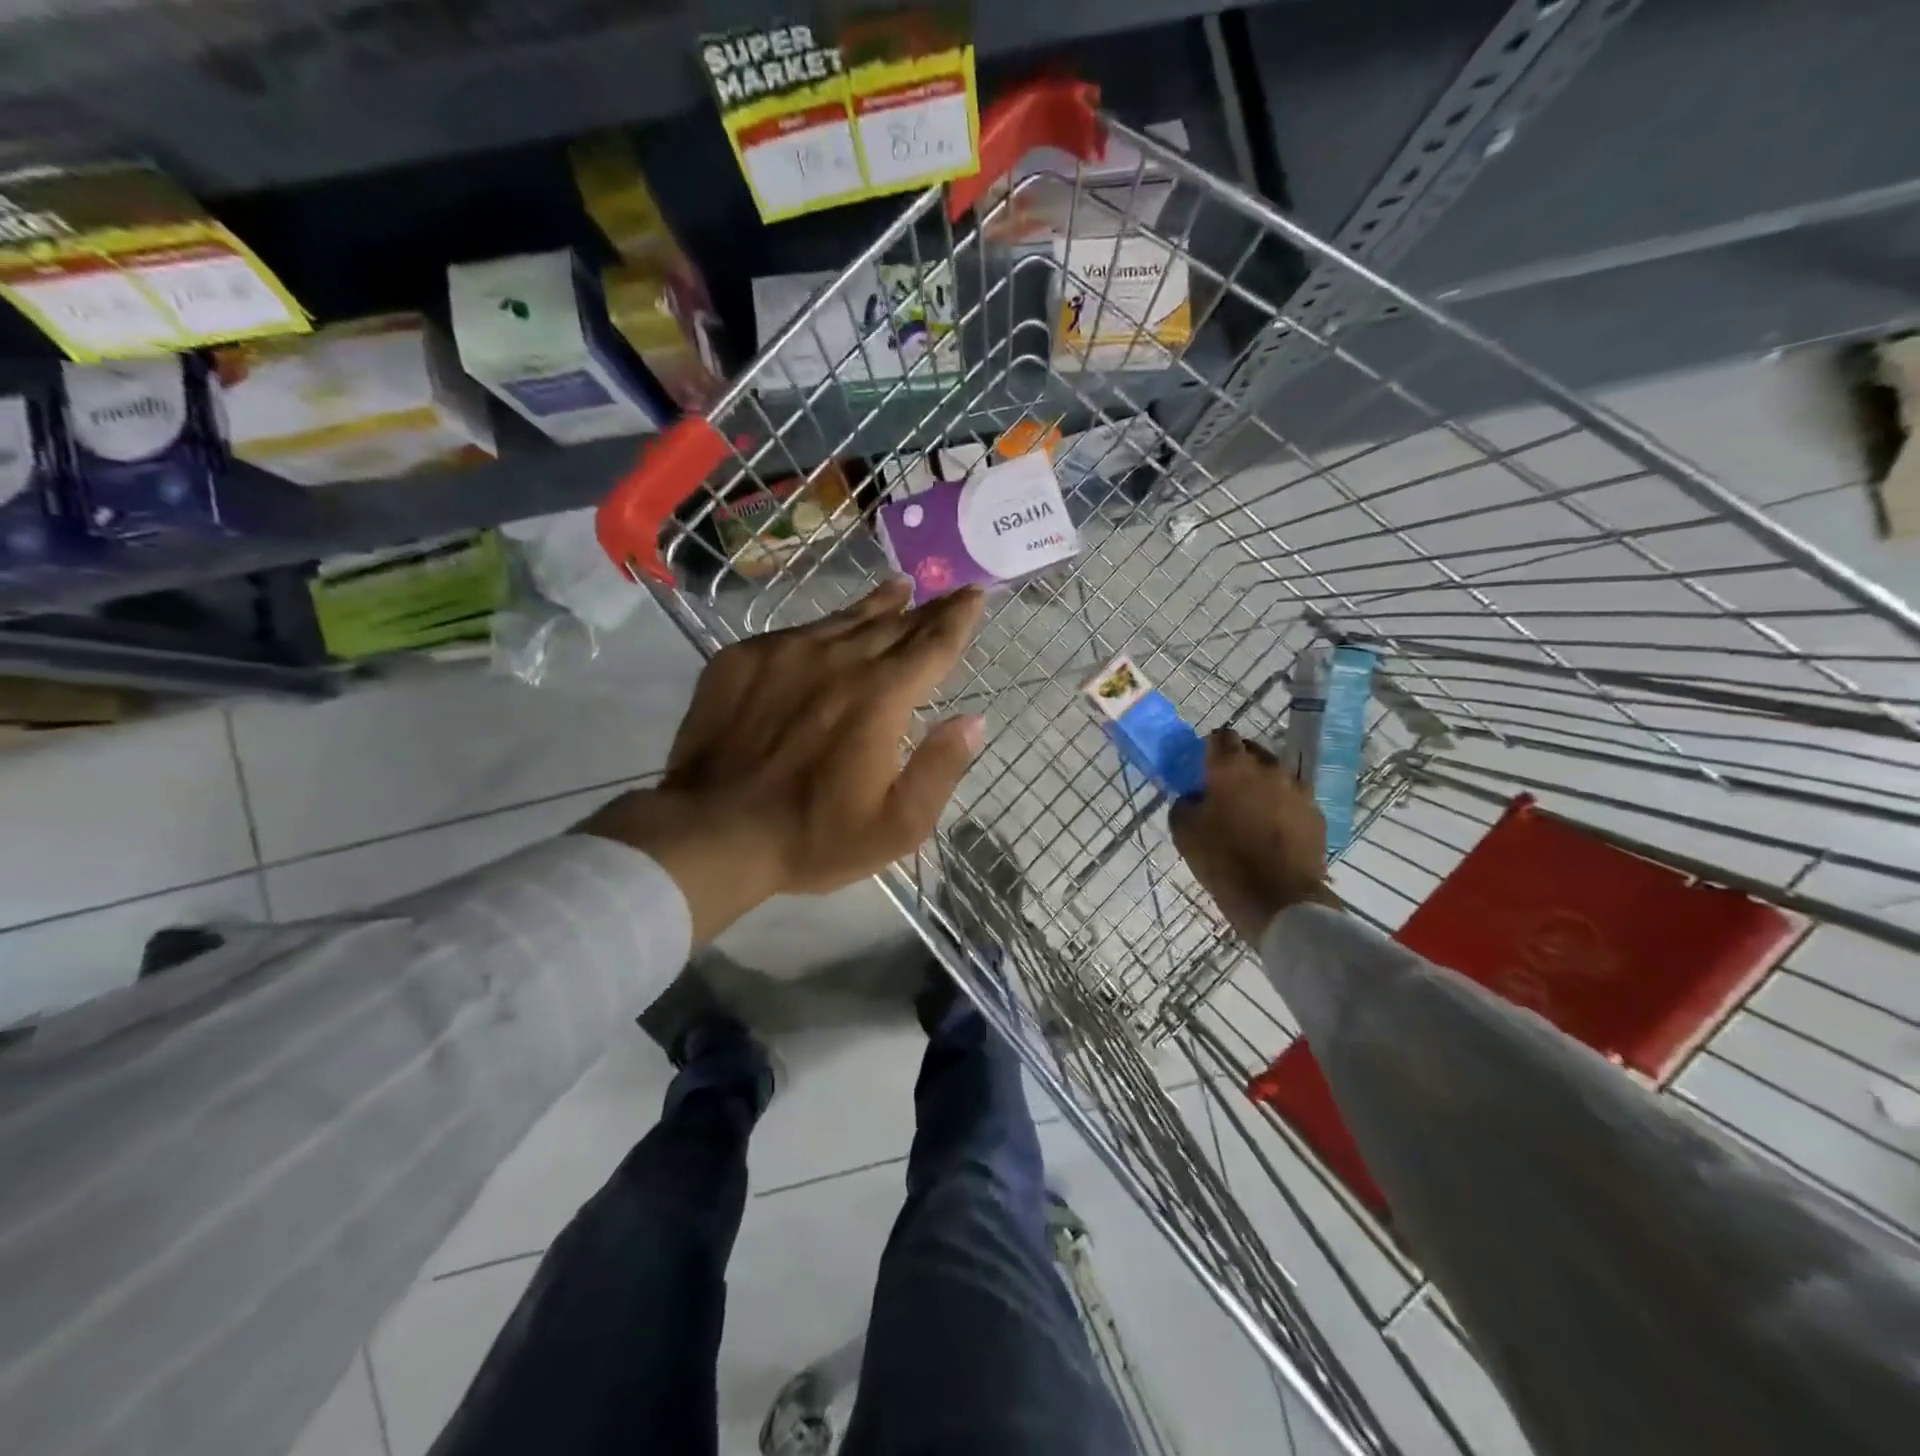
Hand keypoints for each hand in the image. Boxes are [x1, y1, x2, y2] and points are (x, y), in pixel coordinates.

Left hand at [581, 580, 987, 945]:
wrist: (711, 831)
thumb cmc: (813, 836)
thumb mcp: (897, 826)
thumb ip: (940, 769)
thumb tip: (973, 720)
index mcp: (881, 698)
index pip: (932, 646)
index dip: (958, 619)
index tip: (975, 593)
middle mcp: (839, 660)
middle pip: (894, 625)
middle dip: (927, 609)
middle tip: (948, 591)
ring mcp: (787, 653)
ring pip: (845, 619)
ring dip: (878, 605)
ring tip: (899, 589)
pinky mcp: (744, 658)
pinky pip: (798, 632)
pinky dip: (826, 627)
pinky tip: (830, 629)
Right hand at [1169, 728, 1341, 942]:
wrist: (1279, 899)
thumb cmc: (1223, 860)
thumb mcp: (1184, 831)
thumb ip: (1185, 803)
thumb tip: (1194, 796)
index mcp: (1231, 766)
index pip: (1220, 736)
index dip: (1209, 748)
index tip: (1202, 766)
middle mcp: (1268, 768)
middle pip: (1251, 752)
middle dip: (1237, 764)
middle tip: (1224, 789)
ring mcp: (1298, 790)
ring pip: (1275, 777)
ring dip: (1261, 787)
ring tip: (1250, 813)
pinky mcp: (1316, 815)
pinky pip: (1293, 801)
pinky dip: (1281, 809)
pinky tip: (1272, 832)